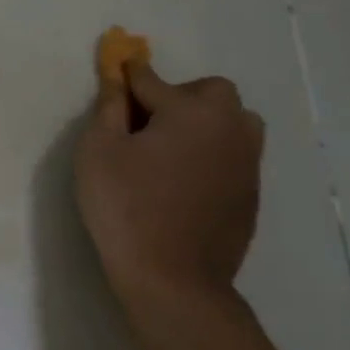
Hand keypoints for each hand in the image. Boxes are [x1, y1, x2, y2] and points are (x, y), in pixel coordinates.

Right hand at [74, 61, 265, 316]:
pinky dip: (211, 153)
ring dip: (203, 123)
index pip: (152, 79)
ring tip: (169, 150)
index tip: (115, 69)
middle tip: (146, 123)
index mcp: (192, 111)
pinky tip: (182, 182)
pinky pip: (233, 154)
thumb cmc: (126, 207)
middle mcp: (230, 128)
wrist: (174, 280)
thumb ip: (110, 107)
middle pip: (210, 92)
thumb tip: (118, 78)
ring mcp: (247, 163)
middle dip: (179, 96)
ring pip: (232, 122)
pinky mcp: (250, 194)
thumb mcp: (99, 150)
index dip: (127, 76)